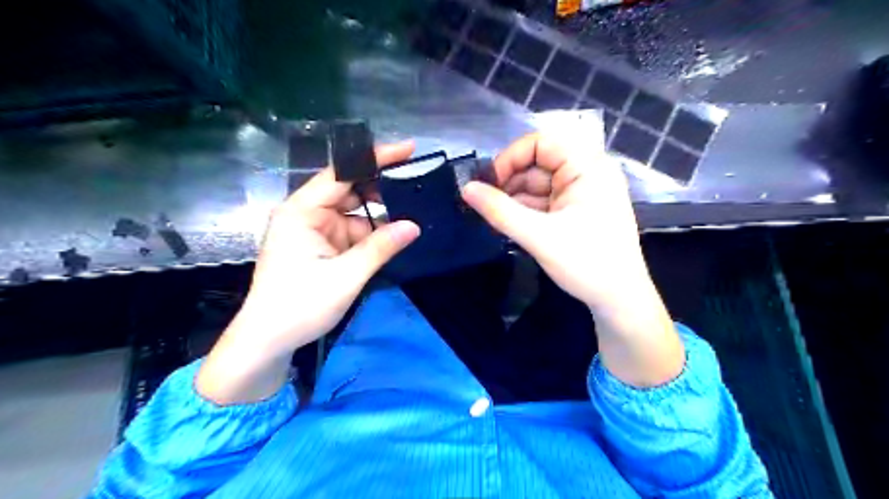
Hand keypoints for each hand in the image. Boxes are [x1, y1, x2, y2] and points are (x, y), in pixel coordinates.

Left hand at [199, 139, 420, 405]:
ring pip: (353, 211)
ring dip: (379, 214)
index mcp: (302, 212)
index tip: (407, 149)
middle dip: (381, 187)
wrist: (268, 341)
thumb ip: (381, 247)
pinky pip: (351, 231)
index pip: (341, 172)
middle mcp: (306, 214)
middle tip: (416, 184)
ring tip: (413, 209)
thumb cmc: (300, 306)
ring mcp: (314, 230)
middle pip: (348, 188)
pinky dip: (371, 233)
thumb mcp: (346, 276)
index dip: (375, 157)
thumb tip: (415, 226)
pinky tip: (394, 234)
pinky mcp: (321, 246)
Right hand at [462, 126, 682, 386]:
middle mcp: (587, 172)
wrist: (619, 301)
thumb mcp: (538, 236)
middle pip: (538, 164)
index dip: (510, 158)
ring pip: (538, 185)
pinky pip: (545, 201)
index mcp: (588, 166)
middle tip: (485, 204)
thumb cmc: (586, 263)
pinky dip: (526, 210)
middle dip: (510, 182)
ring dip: (515, 199)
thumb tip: (465, 189)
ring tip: (493, 218)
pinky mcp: (577, 211)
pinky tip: (509, 224)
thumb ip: (500, 211)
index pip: (541, 143)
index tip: (488, 184)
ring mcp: (582, 192)